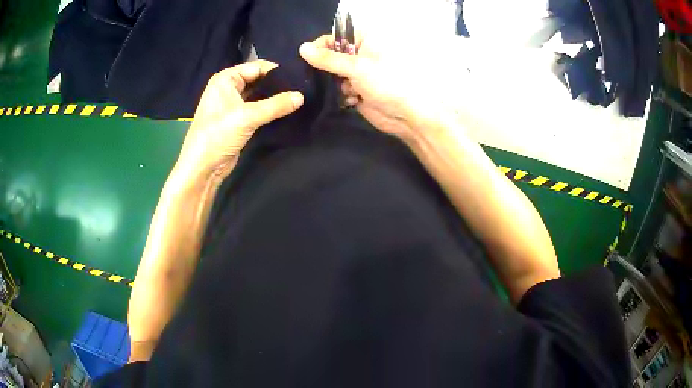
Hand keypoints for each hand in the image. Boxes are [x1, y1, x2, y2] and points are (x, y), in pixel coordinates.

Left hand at [177, 60, 303, 180]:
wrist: (202, 167)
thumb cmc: (218, 135)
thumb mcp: (248, 116)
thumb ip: (276, 105)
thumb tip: (302, 96)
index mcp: (226, 79)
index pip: (257, 67)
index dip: (278, 71)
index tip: (300, 77)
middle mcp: (229, 88)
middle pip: (259, 80)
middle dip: (278, 85)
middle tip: (303, 90)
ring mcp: (233, 105)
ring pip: (259, 96)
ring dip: (275, 99)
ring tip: (299, 100)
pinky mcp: (238, 121)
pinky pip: (257, 110)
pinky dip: (270, 111)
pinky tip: (287, 112)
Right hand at [299, 35, 453, 141]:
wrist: (406, 115)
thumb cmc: (386, 83)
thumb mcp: (356, 67)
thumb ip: (328, 59)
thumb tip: (302, 48)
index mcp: (365, 40)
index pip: (334, 37)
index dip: (320, 46)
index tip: (306, 57)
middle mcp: (361, 54)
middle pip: (332, 56)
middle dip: (326, 68)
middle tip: (322, 76)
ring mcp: (359, 73)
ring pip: (333, 74)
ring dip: (336, 84)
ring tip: (348, 90)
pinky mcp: (357, 90)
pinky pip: (339, 89)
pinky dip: (342, 94)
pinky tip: (353, 100)